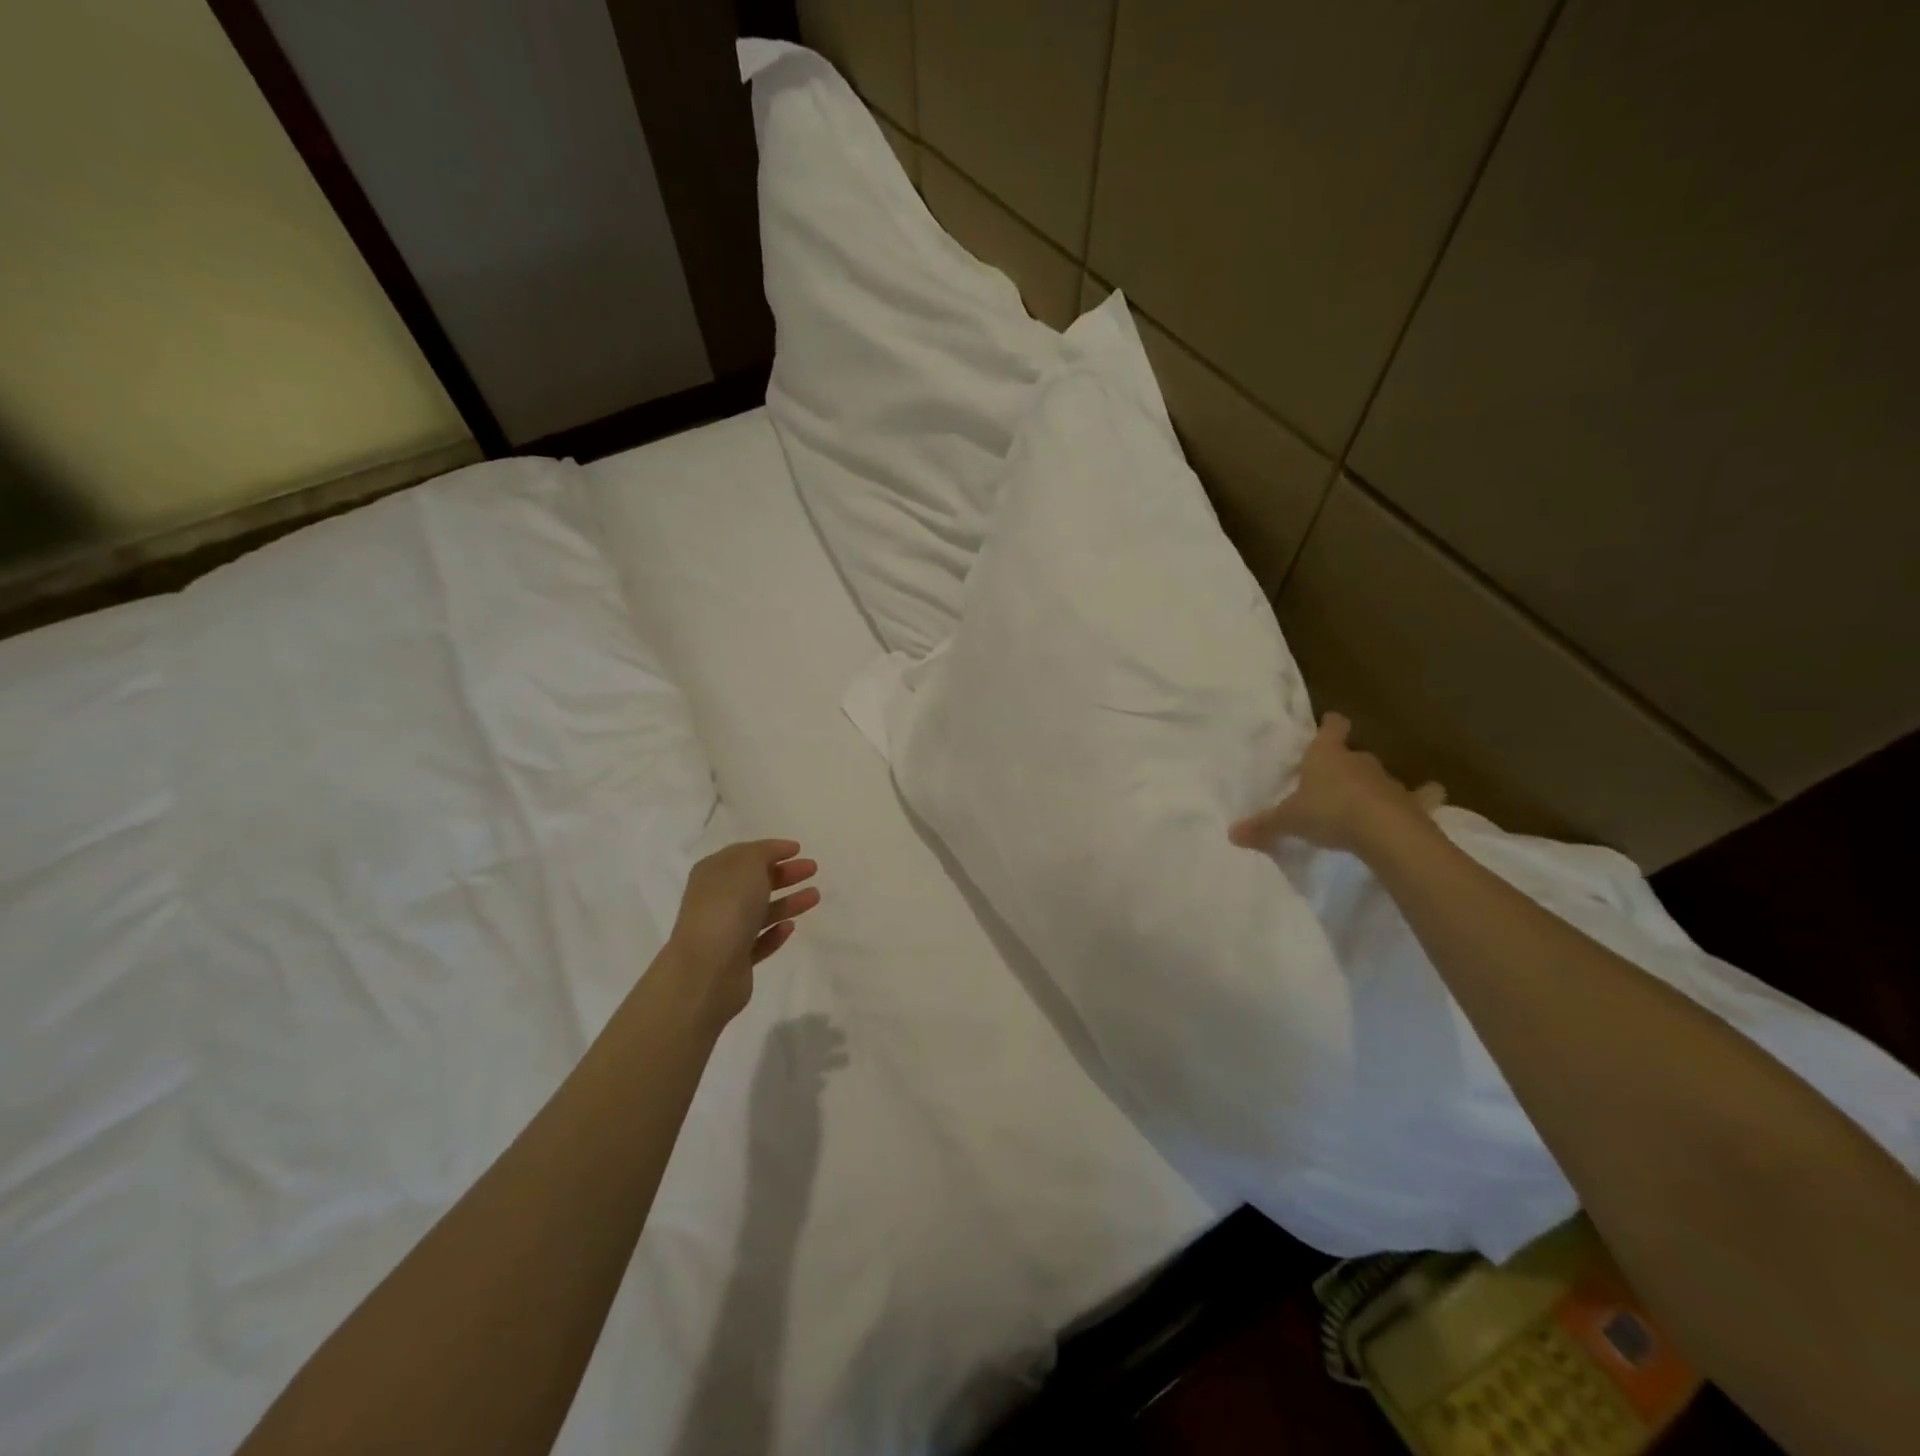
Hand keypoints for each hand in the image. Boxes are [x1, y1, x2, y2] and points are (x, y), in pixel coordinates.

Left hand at [664, 840, 819, 1026]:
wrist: (707, 969)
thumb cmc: (727, 906)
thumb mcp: (747, 864)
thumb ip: (763, 853)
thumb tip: (773, 853)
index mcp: (713, 873)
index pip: (744, 855)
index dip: (771, 849)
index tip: (798, 849)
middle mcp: (716, 900)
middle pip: (754, 882)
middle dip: (784, 874)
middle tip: (812, 869)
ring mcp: (724, 932)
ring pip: (760, 912)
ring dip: (787, 902)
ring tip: (815, 896)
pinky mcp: (735, 961)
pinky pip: (759, 942)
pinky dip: (775, 933)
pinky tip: (791, 927)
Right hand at [1228, 712, 1444, 856]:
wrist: (1384, 832)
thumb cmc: (1329, 813)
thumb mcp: (1288, 821)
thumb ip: (1263, 826)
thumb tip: (1231, 834)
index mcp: (1326, 755)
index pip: (1332, 727)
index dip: (1330, 725)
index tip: (1329, 723)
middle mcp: (1359, 761)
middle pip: (1353, 753)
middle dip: (1345, 762)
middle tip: (1332, 779)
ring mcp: (1389, 780)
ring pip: (1378, 776)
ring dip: (1372, 784)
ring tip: (1362, 800)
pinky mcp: (1413, 802)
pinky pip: (1420, 796)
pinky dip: (1422, 798)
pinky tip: (1424, 802)